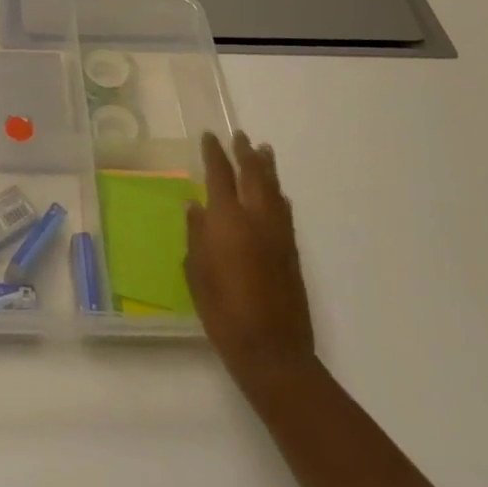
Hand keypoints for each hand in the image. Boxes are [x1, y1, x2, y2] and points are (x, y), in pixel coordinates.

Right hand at [186, 130, 314, 399]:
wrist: (272, 351)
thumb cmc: (223, 312)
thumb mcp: (197, 273)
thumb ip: (196, 235)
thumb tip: (195, 206)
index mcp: (228, 220)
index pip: (220, 175)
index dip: (214, 153)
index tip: (210, 136)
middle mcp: (256, 218)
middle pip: (253, 175)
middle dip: (245, 153)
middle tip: (241, 136)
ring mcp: (278, 234)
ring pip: (274, 189)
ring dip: (267, 168)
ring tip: (263, 151)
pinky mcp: (291, 252)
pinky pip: (285, 211)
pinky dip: (278, 195)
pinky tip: (278, 194)